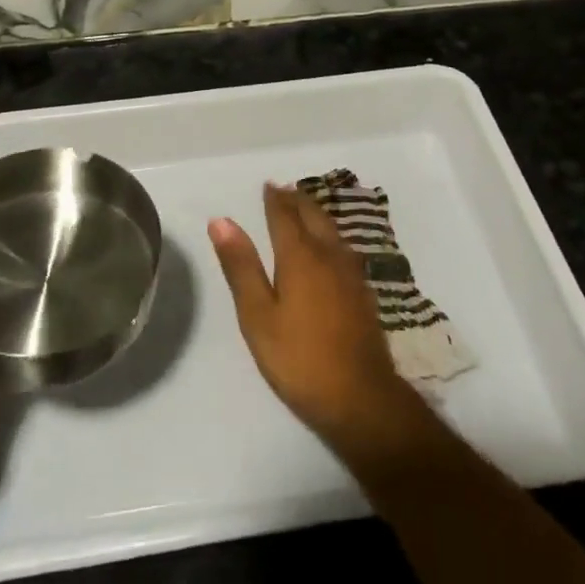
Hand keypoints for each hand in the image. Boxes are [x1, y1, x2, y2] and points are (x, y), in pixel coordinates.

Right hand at [209, 183, 426, 462]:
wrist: (361, 398)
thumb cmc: (300, 358)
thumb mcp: (258, 316)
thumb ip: (241, 266)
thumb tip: (220, 221)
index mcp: (300, 256)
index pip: (285, 216)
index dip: (274, 199)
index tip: (267, 185)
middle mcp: (329, 254)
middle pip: (313, 216)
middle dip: (297, 200)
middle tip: (284, 191)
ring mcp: (351, 273)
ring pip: (332, 229)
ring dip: (316, 214)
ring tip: (304, 209)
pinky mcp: (363, 292)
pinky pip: (343, 246)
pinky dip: (330, 234)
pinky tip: (329, 247)